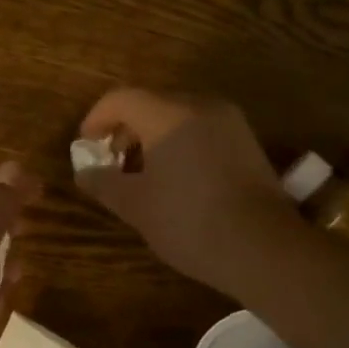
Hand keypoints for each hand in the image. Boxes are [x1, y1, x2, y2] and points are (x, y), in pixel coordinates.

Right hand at [75, 88, 295, 294]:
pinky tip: (175, 179)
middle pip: (151, 103)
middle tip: (111, 163)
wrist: (263, 248)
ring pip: (178, 116)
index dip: (96, 119)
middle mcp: (201, 106)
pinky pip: (202, 130)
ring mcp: (230, 122)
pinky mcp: (247, 142)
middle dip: (125, 130)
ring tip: (142, 174)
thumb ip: (103, 183)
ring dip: (153, 137)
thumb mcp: (135, 206)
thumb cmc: (188, 222)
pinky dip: (180, 144)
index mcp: (168, 115)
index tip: (85, 147)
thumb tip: (85, 172)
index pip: (121, 99)